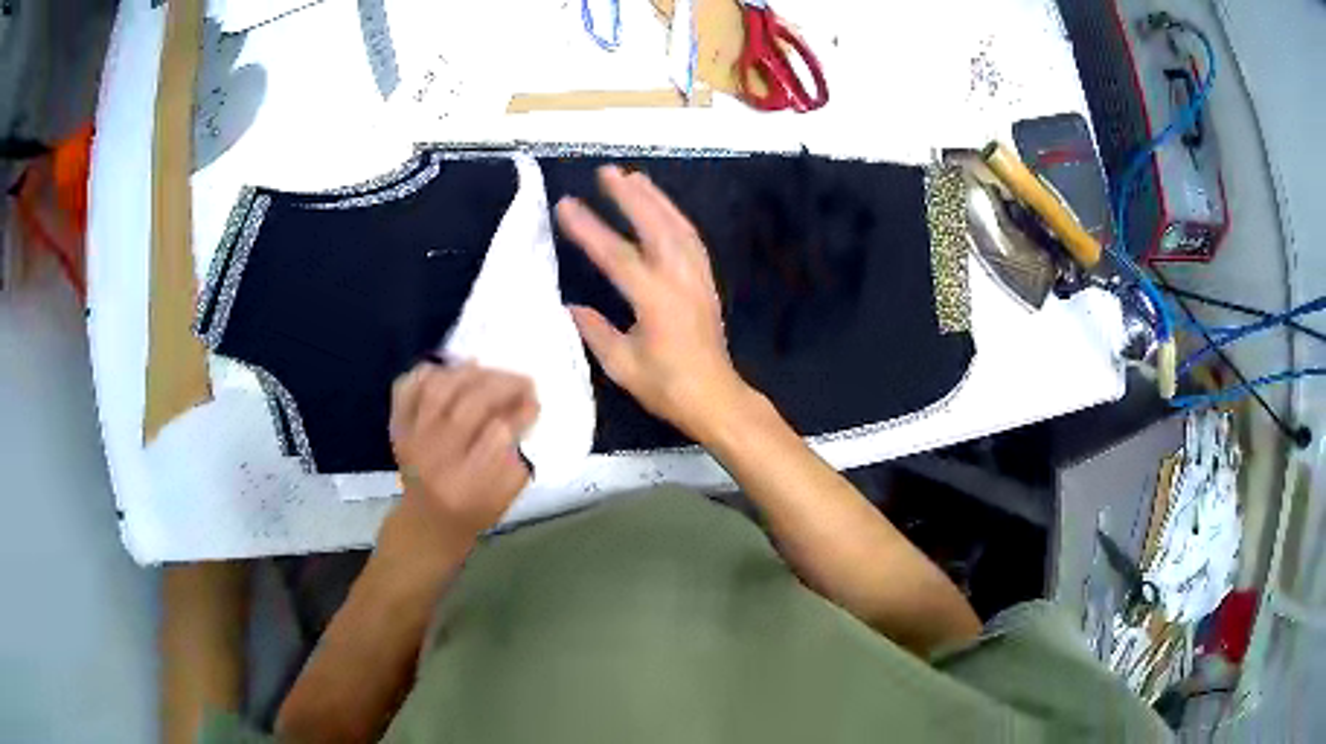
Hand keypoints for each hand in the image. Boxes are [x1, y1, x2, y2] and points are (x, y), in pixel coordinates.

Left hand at [389, 362, 538, 546]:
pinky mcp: (397, 426)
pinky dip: (427, 373)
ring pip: (438, 390)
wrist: (427, 521)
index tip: (534, 404)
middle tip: (523, 381)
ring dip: (468, 373)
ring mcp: (411, 439)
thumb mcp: (504, 497)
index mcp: (465, 484)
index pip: (496, 435)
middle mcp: (434, 458)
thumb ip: (517, 456)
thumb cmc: (474, 509)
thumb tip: (525, 407)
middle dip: (502, 386)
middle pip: (469, 406)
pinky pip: (406, 388)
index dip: (519, 414)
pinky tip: (449, 372)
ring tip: (488, 371)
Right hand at [556, 166, 753, 441]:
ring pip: (679, 227)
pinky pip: (691, 239)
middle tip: (608, 172)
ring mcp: (697, 278)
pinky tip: (663, 208)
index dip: (589, 229)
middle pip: (656, 227)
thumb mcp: (621, 365)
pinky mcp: (706, 282)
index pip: (617, 256)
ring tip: (634, 178)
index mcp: (656, 301)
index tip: (565, 205)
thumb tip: (570, 306)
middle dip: (631, 197)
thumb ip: (594, 331)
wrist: (715, 398)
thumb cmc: (666, 387)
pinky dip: (675, 217)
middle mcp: (680, 280)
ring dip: (656, 200)